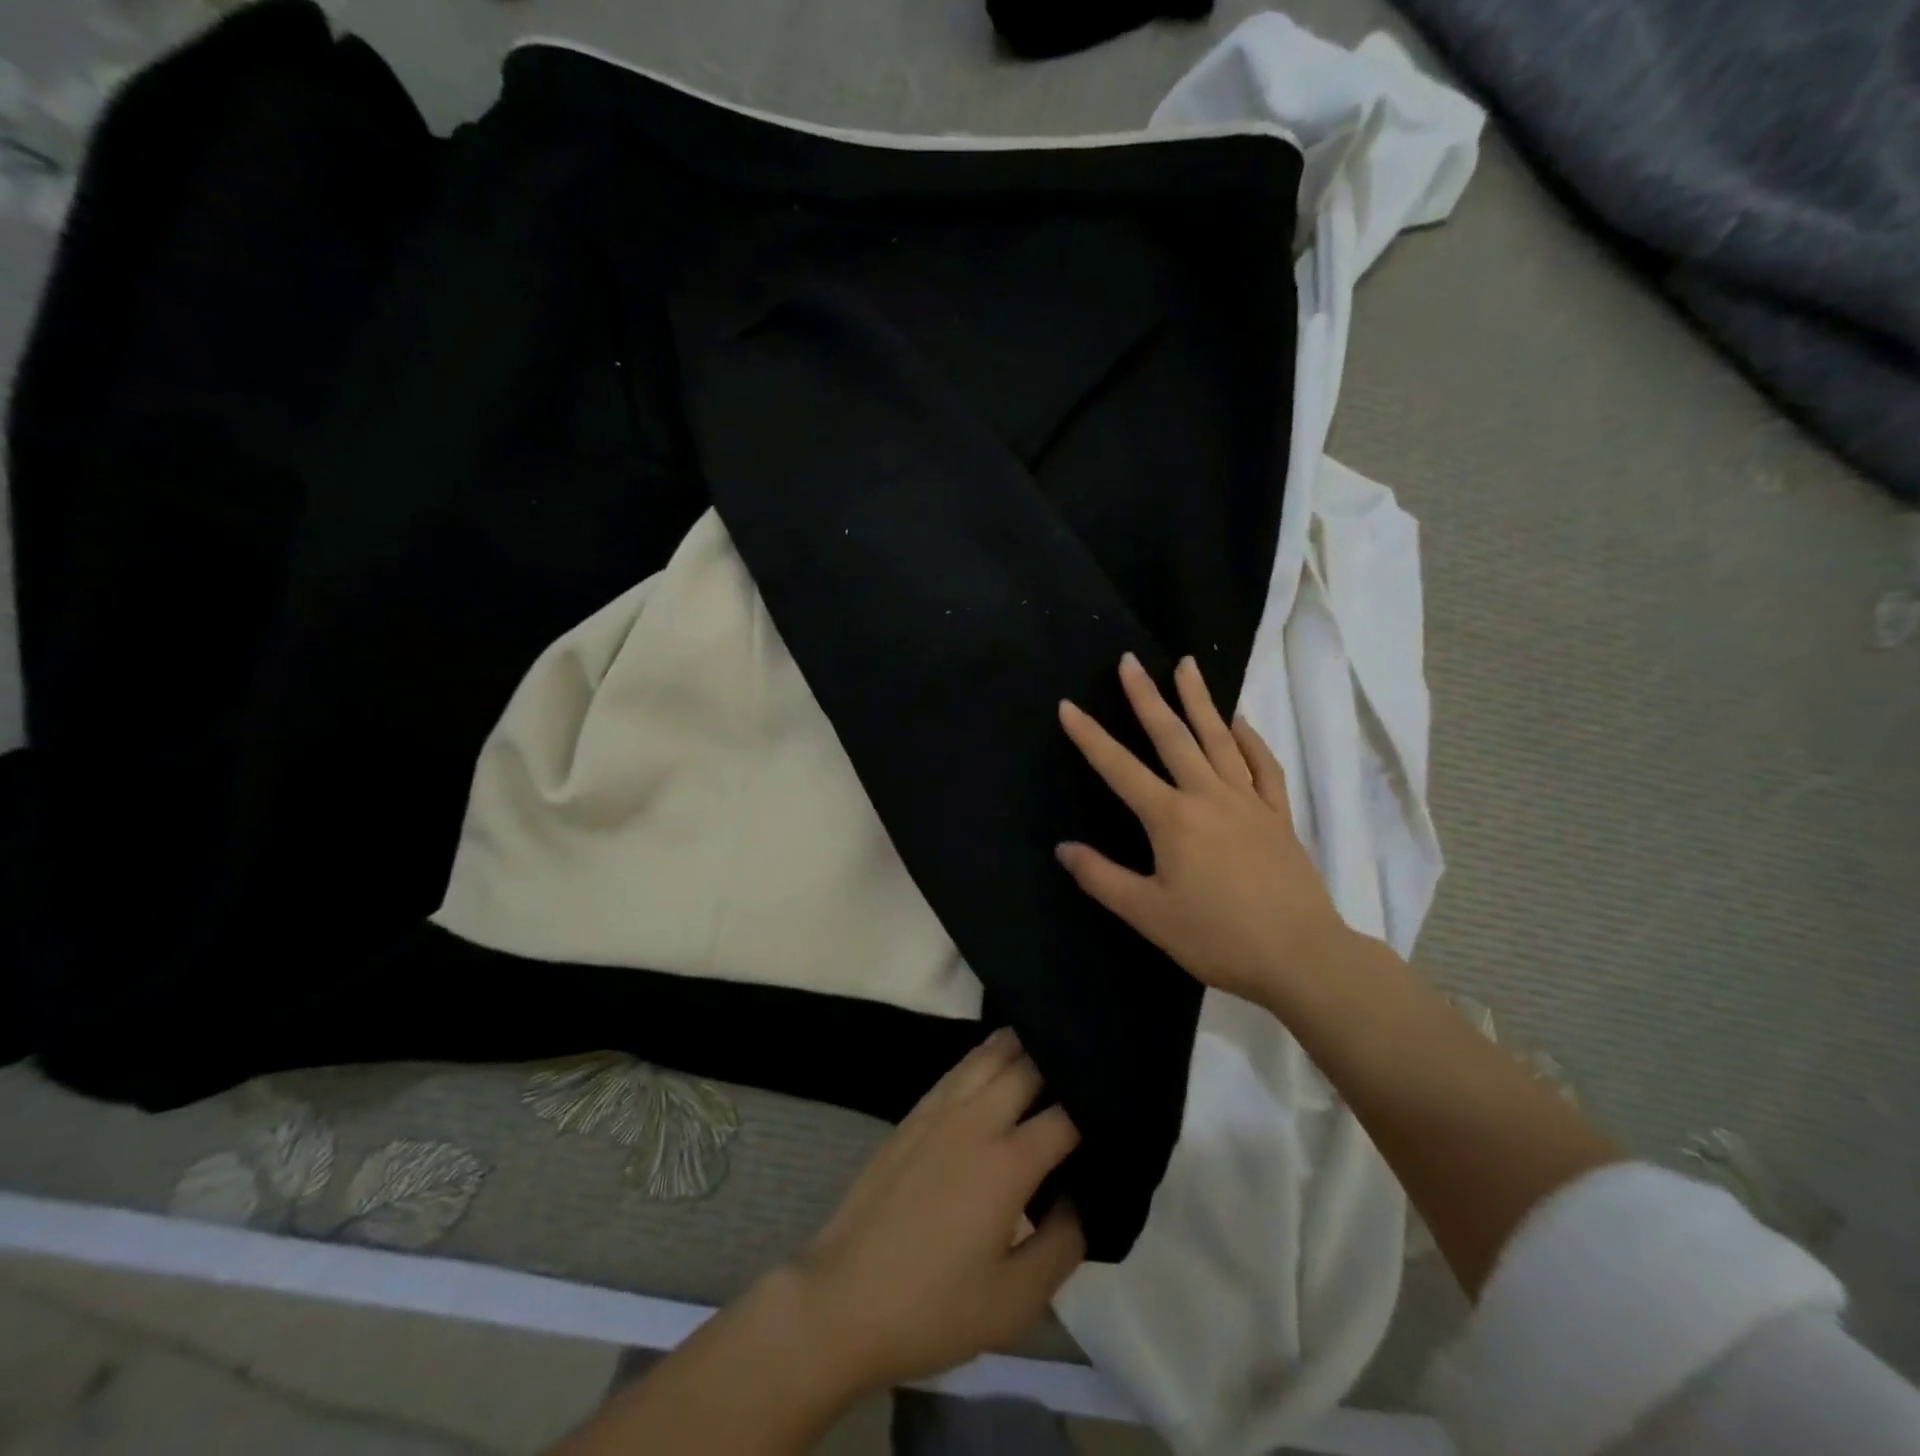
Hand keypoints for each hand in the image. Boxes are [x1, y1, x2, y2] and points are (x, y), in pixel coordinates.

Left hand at [790, 1028, 1084, 1393]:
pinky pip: (958, 1067)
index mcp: (1007, 1163)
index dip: (1095, 1108)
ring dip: (1022, 1044)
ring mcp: (939, 1111)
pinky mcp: (913, 1115)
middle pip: (1027, 1066)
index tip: (1116, 1109)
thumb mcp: (1014, 1303)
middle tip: (1087, 1065)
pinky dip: (985, 1055)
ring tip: (1049, 1042)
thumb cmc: (933, 1308)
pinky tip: (995, 1060)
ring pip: (988, 1054)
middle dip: (1060, 1060)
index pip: (1065, 1116)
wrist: (843, 1299)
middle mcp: (975, 1120)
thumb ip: (1062, 1245)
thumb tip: (1081, 1200)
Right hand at [1055, 653, 1348, 1007]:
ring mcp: (1248, 801)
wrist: (1301, 956)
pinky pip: (1263, 766)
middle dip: (1147, 696)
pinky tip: (1240, 721)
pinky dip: (1251, 739)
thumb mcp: (1148, 914)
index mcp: (1172, 819)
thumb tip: (1063, 848)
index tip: (1068, 706)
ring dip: (1200, 700)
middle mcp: (1208, 796)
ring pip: (1220, 739)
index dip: (1090, 737)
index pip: (1120, 768)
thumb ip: (1102, 878)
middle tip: (1129, 661)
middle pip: (1173, 736)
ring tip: (1187, 665)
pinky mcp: (1277, 815)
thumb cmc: (1217, 937)